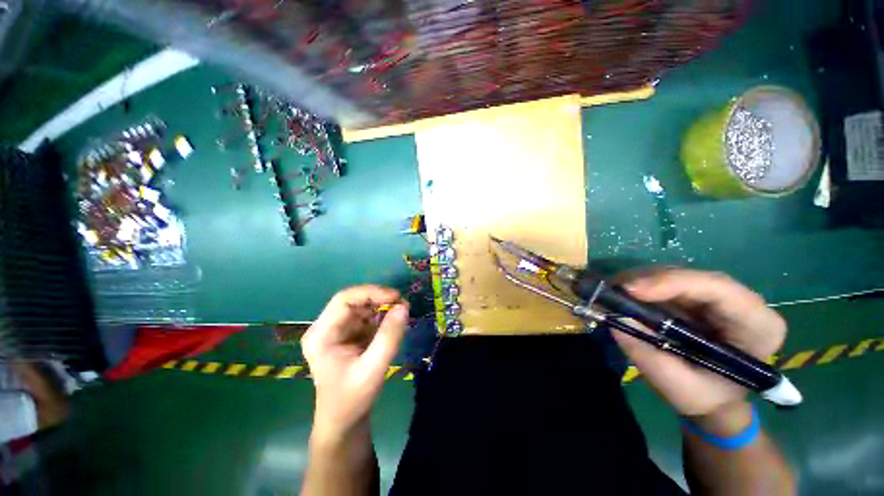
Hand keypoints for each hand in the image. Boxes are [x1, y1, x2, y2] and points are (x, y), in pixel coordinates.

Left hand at [301, 285, 408, 437]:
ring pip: (363, 307)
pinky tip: (395, 322)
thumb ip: (389, 337)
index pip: (344, 300)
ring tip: (402, 312)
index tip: (395, 297)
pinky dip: (383, 316)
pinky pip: (368, 317)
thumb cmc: (352, 399)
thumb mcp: (373, 369)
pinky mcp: (350, 334)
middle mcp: (327, 327)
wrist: (344, 421)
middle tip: (403, 304)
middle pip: (354, 301)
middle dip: (380, 299)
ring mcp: (338, 330)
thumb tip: (404, 307)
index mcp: (321, 334)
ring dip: (383, 307)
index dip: (371, 293)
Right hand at [612, 269, 785, 418]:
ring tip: (612, 295)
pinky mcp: (696, 297)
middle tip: (612, 291)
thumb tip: (615, 317)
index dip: (672, 283)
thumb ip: (650, 356)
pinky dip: (640, 288)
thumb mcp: (680, 387)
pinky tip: (622, 296)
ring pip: (675, 276)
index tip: (632, 290)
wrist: (716, 400)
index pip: (719, 288)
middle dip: (648, 281)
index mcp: (757, 326)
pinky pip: (665, 283)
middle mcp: (741, 303)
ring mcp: (718, 297)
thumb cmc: (707, 399)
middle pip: (692, 278)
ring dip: (639, 283)